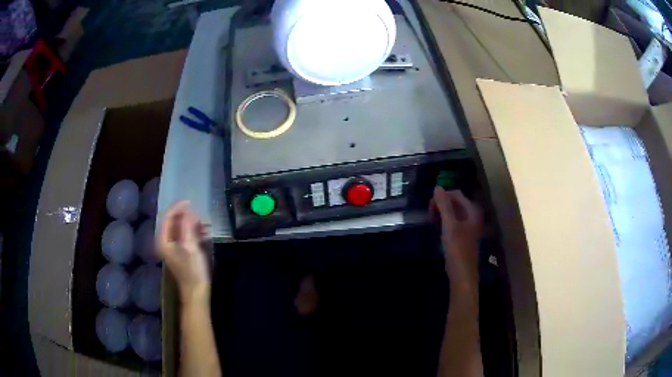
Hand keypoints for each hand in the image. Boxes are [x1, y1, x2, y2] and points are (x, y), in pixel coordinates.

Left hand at [158, 201, 210, 305]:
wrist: (196, 291)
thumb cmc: (193, 270)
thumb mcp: (191, 247)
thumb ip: (188, 228)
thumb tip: (189, 211)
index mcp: (164, 240)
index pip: (168, 217)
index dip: (178, 207)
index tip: (190, 202)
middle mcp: (165, 241)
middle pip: (173, 221)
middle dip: (186, 216)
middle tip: (200, 214)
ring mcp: (172, 247)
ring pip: (179, 228)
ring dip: (191, 223)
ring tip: (205, 224)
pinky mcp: (179, 251)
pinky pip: (184, 235)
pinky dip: (192, 231)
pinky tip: (204, 233)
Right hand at [430, 187, 482, 292]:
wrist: (463, 274)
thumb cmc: (457, 249)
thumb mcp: (449, 225)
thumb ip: (444, 205)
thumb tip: (437, 187)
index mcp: (472, 210)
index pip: (455, 194)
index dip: (441, 197)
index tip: (429, 208)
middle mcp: (472, 215)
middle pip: (454, 202)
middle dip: (440, 205)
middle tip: (429, 216)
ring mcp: (468, 226)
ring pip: (452, 213)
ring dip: (441, 214)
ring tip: (431, 223)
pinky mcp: (463, 235)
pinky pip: (453, 222)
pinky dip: (444, 223)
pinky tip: (437, 230)